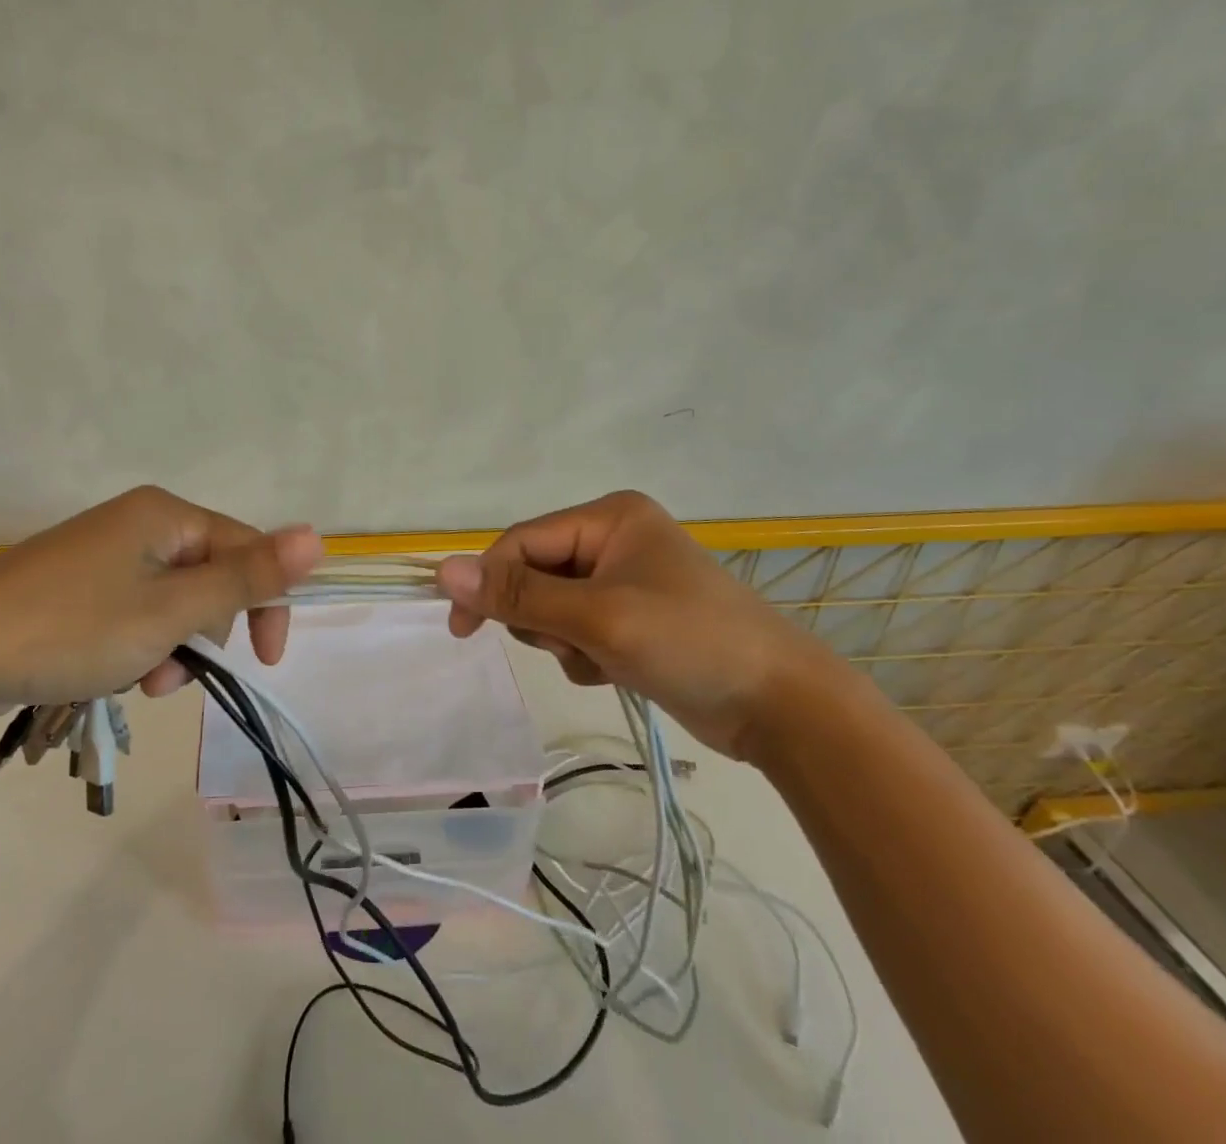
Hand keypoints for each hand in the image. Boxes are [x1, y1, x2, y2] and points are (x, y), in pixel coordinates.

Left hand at [0, 486, 323, 717]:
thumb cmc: (71, 628)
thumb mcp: (171, 611)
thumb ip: (248, 577)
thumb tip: (318, 536)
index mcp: (166, 514)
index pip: (246, 548)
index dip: (265, 603)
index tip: (268, 661)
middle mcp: (138, 523)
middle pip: (207, 576)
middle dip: (203, 632)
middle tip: (173, 673)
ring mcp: (103, 554)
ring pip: (171, 602)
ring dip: (169, 647)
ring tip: (138, 682)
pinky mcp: (76, 586)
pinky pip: (133, 612)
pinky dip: (135, 646)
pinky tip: (112, 675)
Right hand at [436, 491, 840, 758]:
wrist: (783, 708)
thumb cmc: (690, 642)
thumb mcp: (597, 617)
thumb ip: (518, 596)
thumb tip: (442, 570)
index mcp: (609, 517)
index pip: (523, 542)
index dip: (488, 581)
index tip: (461, 628)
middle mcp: (613, 539)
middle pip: (534, 575)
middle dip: (542, 618)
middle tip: (570, 644)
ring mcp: (624, 580)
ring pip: (551, 608)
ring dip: (564, 641)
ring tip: (602, 660)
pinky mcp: (632, 618)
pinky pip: (576, 630)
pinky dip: (584, 655)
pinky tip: (617, 672)